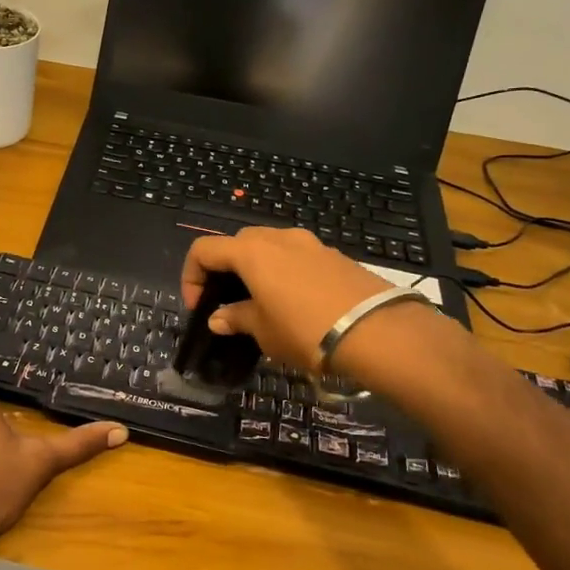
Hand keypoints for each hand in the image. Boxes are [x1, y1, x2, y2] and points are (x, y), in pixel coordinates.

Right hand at [180, 227, 404, 368]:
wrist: (378, 331)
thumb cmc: (305, 330)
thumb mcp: (263, 331)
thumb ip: (237, 318)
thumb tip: (218, 318)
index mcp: (251, 252)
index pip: (203, 250)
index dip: (191, 276)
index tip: (199, 307)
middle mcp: (278, 237)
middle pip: (237, 243)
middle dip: (225, 269)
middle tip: (229, 302)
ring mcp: (310, 243)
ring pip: (270, 247)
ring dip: (257, 269)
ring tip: (264, 303)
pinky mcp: (335, 255)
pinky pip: (297, 257)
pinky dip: (285, 272)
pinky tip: (297, 303)